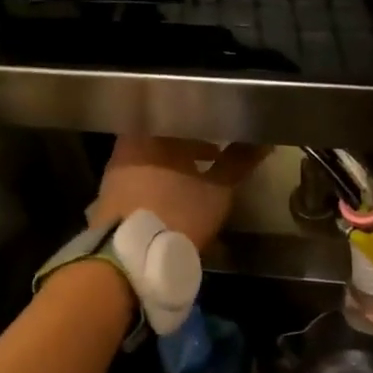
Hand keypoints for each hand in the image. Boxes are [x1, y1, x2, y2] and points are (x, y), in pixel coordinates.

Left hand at [89, 137, 267, 251]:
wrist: (130, 258)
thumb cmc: (177, 212)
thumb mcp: (217, 189)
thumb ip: (238, 162)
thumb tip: (263, 140)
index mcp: (151, 133)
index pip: (179, 114)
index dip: (203, 122)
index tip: (221, 130)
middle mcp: (128, 146)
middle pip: (163, 137)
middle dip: (189, 146)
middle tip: (214, 155)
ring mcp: (114, 173)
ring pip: (151, 160)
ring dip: (174, 167)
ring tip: (198, 181)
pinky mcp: (108, 198)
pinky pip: (139, 180)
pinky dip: (158, 184)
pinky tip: (174, 200)